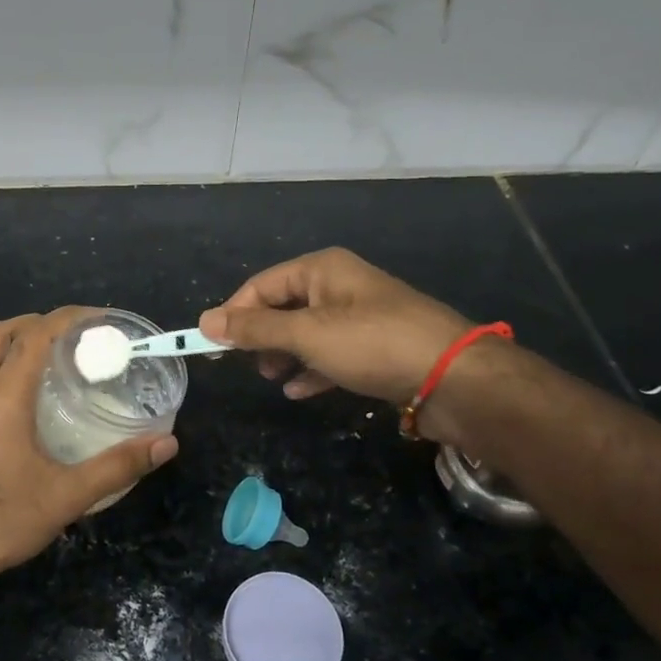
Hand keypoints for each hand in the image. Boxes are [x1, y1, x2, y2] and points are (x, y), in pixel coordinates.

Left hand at [0, 308, 178, 593]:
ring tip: (56, 365)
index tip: (102, 319)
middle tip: (75, 337)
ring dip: (16, 346)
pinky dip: (4, 374)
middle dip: (37, 322)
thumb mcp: (66, 497)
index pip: (34, 334)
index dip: (69, 318)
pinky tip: (28, 407)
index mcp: (3, 398)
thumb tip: (166, 443)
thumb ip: (117, 467)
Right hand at [200, 248, 474, 406]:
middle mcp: (340, 286)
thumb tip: (205, 321)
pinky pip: (331, 354)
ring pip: (306, 333)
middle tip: (248, 365)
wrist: (455, 378)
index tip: (212, 345)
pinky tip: (299, 391)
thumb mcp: (307, 334)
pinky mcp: (375, 348)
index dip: (234, 313)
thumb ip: (256, 329)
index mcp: (323, 269)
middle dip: (262, 336)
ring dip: (284, 355)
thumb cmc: (374, 344)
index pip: (262, 284)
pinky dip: (312, 370)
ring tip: (273, 378)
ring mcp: (360, 318)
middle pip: (284, 307)